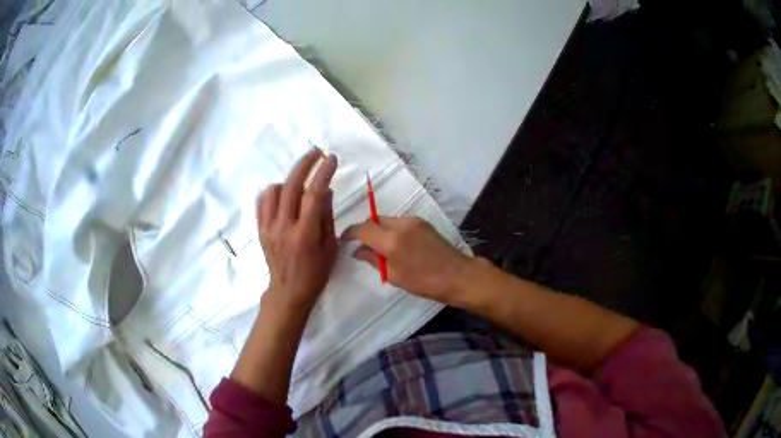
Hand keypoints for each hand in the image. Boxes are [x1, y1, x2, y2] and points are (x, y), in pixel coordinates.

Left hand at [257, 149, 337, 315]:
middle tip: (316, 152)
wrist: (288, 291)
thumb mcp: (330, 247)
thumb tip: (325, 189)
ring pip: (274, 191)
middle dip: (304, 164)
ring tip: (300, 183)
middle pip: (291, 186)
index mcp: (305, 234)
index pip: (314, 195)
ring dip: (288, 180)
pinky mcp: (260, 230)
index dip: (323, 173)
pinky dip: (273, 192)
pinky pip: (262, 202)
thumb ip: (326, 217)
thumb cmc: (315, 273)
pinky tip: (283, 194)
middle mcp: (284, 227)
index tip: (331, 159)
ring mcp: (268, 228)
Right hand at [342, 217, 471, 304]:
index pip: (363, 228)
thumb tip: (358, 251)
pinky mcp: (423, 223)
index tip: (344, 239)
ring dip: (380, 231)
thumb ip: (373, 260)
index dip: (351, 232)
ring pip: (387, 221)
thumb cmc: (425, 282)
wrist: (458, 275)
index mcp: (391, 240)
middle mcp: (401, 224)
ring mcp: (414, 221)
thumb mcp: (395, 275)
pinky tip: (397, 246)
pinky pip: (400, 223)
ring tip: (381, 250)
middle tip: (363, 248)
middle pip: (375, 221)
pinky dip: (392, 231)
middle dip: (366, 231)